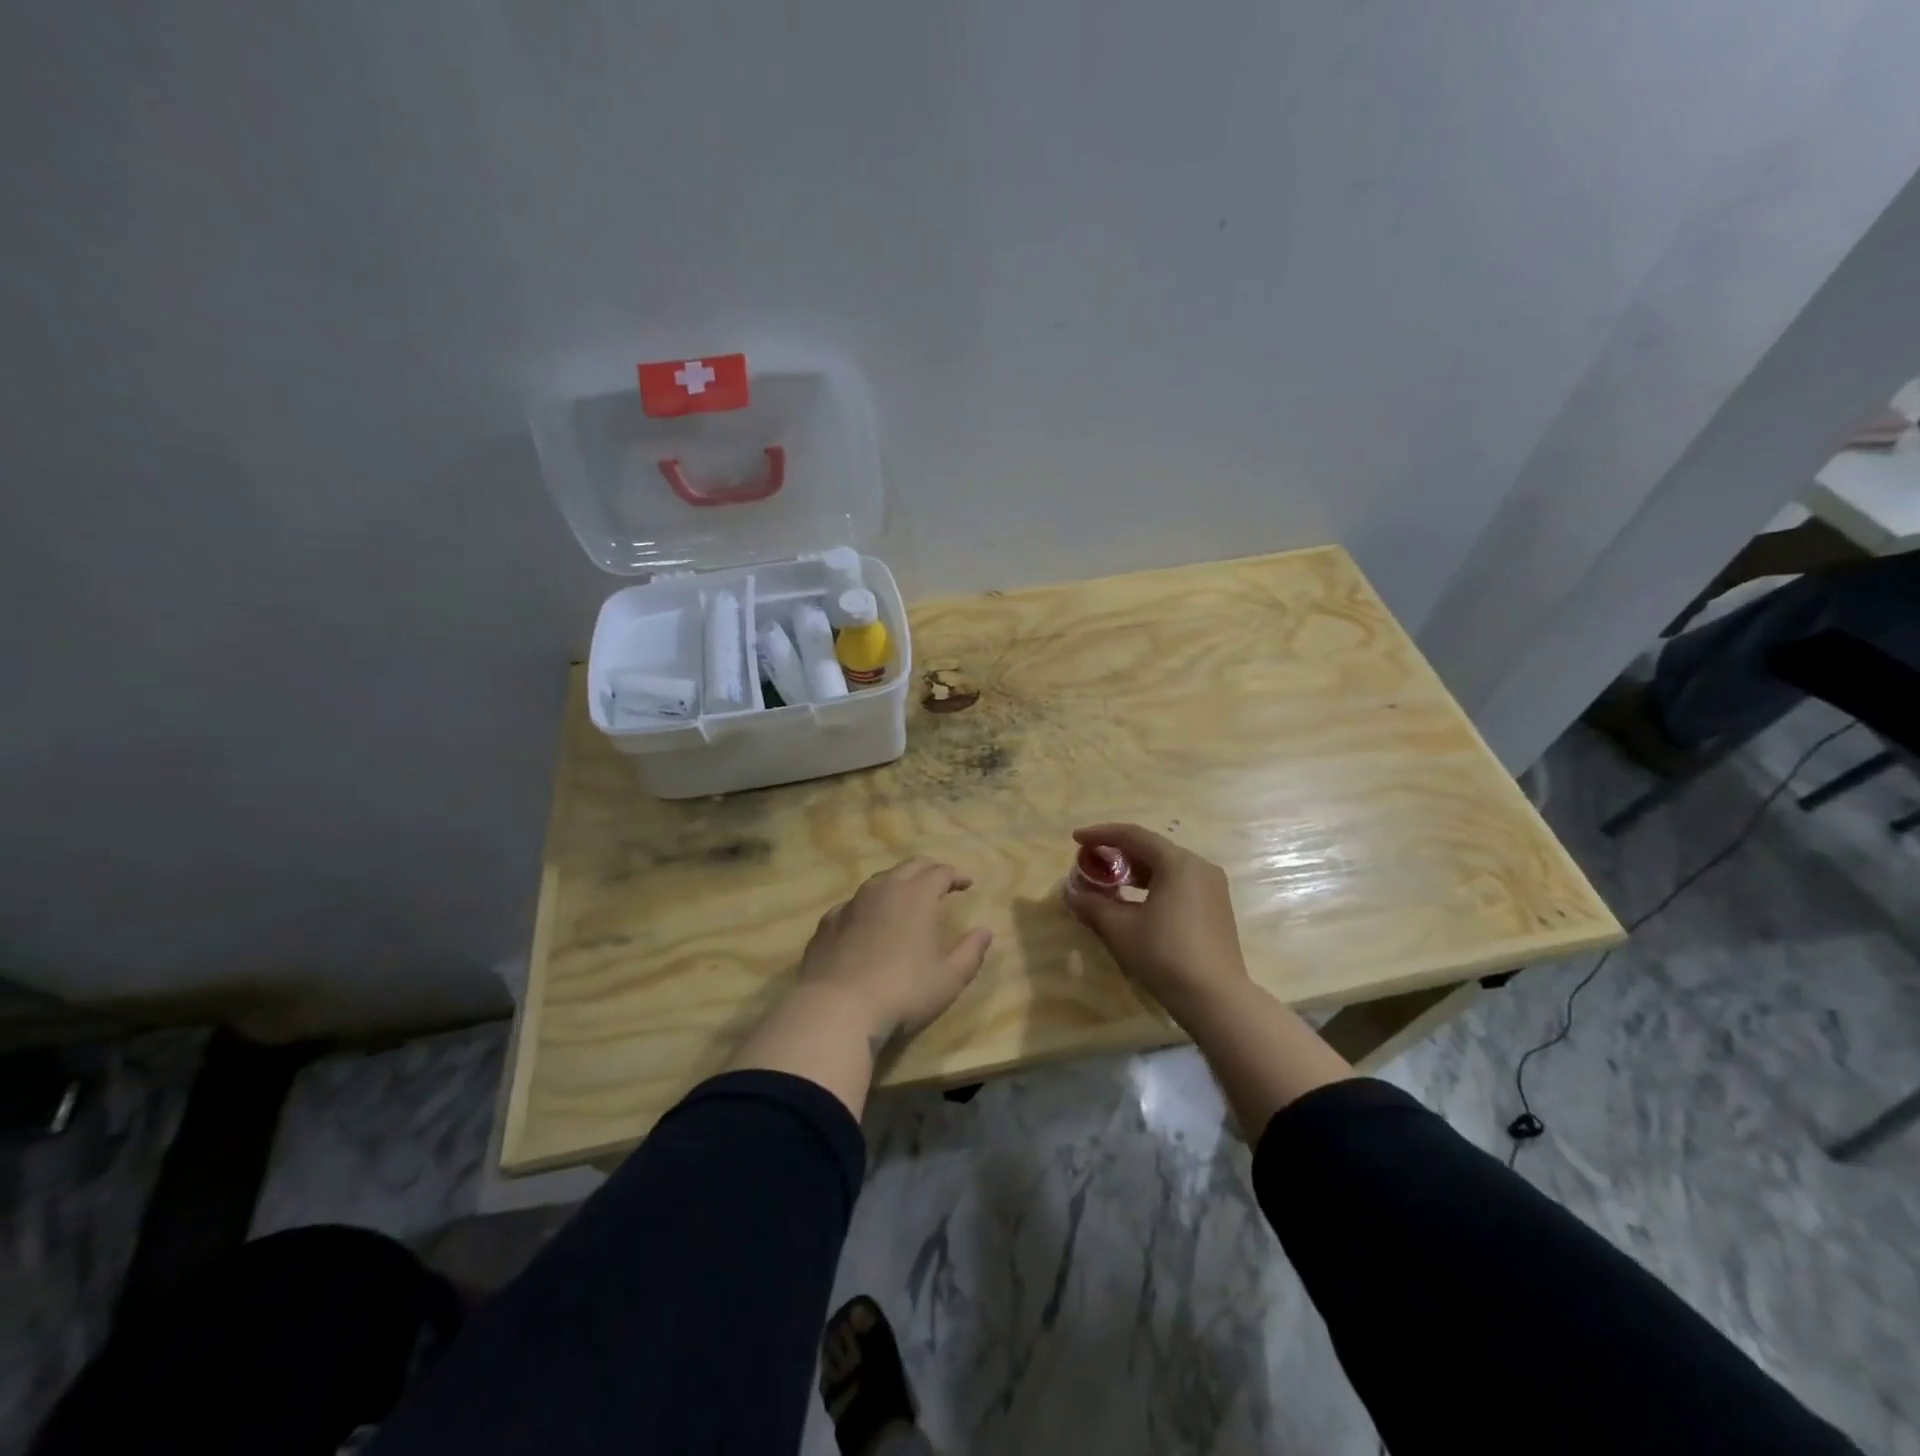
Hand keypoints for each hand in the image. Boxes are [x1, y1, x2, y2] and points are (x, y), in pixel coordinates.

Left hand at [797, 857, 993, 1049]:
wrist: (836, 1008)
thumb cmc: (902, 992)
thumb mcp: (948, 979)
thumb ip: (970, 952)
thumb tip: (985, 931)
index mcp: (916, 895)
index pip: (940, 871)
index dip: (956, 875)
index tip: (967, 883)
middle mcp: (883, 889)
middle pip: (910, 866)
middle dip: (929, 870)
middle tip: (941, 881)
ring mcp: (851, 903)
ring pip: (879, 880)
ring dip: (898, 883)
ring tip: (906, 899)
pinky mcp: (827, 922)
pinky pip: (854, 903)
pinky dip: (869, 906)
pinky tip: (868, 922)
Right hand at [1063, 823, 1249, 1020]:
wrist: (1216, 999)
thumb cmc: (1164, 955)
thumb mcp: (1120, 929)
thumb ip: (1092, 904)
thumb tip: (1070, 892)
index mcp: (1178, 863)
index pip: (1133, 836)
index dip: (1101, 834)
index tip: (1075, 839)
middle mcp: (1199, 867)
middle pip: (1151, 849)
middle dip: (1117, 853)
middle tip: (1090, 862)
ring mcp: (1212, 888)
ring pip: (1165, 868)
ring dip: (1134, 872)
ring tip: (1108, 882)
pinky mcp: (1216, 908)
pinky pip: (1178, 884)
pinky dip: (1153, 886)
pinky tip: (1134, 903)